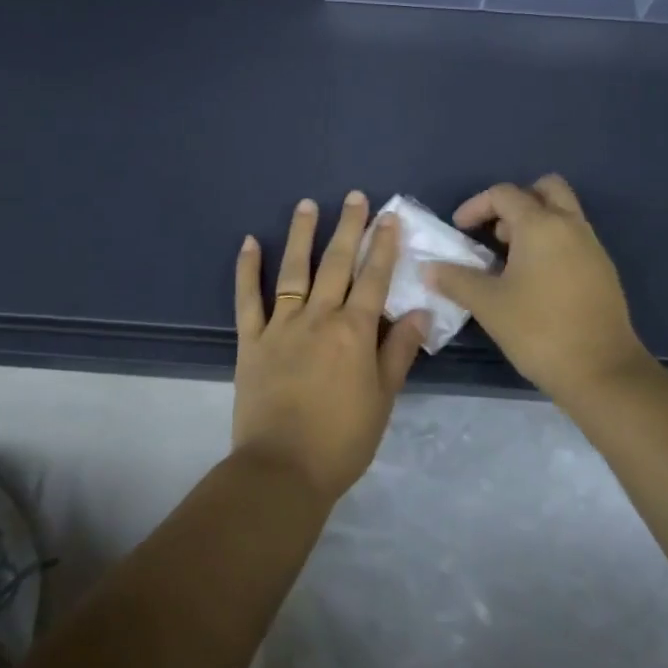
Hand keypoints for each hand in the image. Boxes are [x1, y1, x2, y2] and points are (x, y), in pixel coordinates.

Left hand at [232, 192, 428, 502]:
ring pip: (294, 270)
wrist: (282, 470)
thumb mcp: (383, 399)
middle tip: (354, 197)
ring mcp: (281, 325)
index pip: (374, 278)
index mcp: (355, 332)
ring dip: (301, 234)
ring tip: (307, 205)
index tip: (389, 217)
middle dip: (348, 227)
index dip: (384, 246)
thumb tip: (420, 311)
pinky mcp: (252, 340)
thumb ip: (399, 351)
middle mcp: (319, 318)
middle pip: (337, 264)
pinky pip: (248, 298)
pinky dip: (247, 269)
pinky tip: (249, 242)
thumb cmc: (342, 440)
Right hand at [422, 175, 648, 401]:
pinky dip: (552, 243)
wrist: (602, 371)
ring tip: (510, 260)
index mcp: (541, 224)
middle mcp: (570, 225)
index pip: (504, 194)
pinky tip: (535, 281)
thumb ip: (455, 280)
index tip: (459, 230)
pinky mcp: (603, 270)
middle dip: (516, 202)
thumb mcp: (488, 305)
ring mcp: (592, 246)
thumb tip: (428, 268)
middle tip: (495, 233)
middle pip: (545, 188)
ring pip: (562, 213)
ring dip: (534, 223)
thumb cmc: (539, 330)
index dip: (476, 206)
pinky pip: (573, 238)